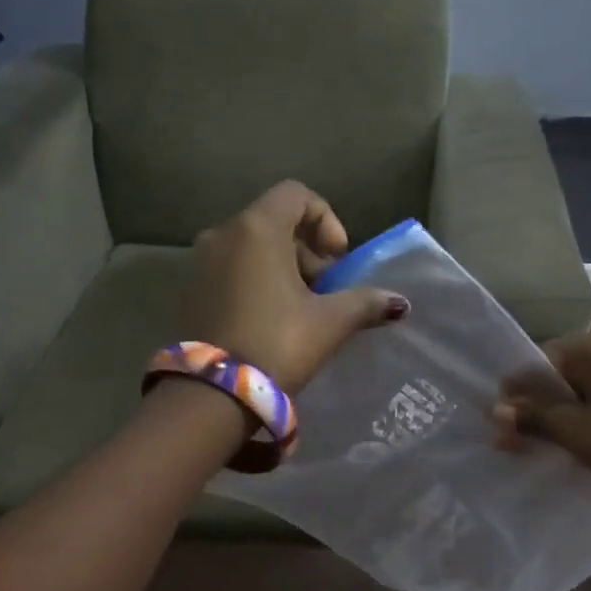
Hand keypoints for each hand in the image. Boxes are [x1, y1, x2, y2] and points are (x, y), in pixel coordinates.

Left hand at [187, 181, 408, 393]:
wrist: (212, 396)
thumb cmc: (276, 344)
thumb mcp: (330, 322)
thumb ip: (365, 302)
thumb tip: (399, 303)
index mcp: (256, 229)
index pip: (296, 194)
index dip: (326, 219)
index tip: (337, 258)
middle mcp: (223, 234)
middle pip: (275, 221)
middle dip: (308, 250)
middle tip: (326, 289)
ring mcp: (201, 262)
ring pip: (253, 247)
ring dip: (284, 267)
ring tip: (303, 308)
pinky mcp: (191, 290)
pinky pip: (233, 268)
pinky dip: (258, 280)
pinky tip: (273, 319)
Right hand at [493, 329, 590, 487]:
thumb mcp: (574, 431)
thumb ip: (533, 418)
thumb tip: (495, 411)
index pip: (541, 360)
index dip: (517, 392)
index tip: (500, 422)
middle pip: (563, 374)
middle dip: (537, 406)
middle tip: (515, 438)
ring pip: (585, 389)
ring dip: (561, 414)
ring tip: (542, 443)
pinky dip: (588, 417)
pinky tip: (577, 440)